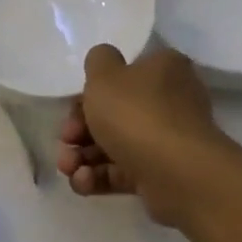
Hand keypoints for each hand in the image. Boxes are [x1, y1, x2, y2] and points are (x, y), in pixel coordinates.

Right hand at [57, 45, 240, 223]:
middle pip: (112, 115)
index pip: (121, 78)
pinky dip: (98, 177)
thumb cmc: (136, 114)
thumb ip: (98, 61)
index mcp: (162, 71)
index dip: (89, 94)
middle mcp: (168, 103)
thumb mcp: (105, 76)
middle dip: (79, 131)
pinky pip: (121, 173)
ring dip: (82, 158)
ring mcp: (164, 141)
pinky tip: (83, 181)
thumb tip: (103, 60)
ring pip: (112, 147)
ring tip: (69, 168)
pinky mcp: (158, 174)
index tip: (72, 110)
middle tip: (66, 140)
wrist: (175, 172)